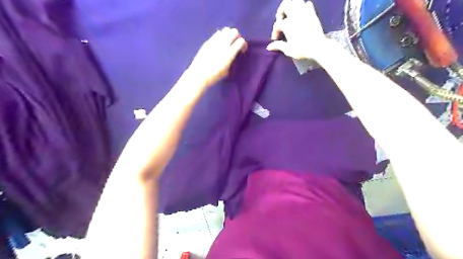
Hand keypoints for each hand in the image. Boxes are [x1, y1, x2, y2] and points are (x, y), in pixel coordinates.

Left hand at [188, 27, 247, 86]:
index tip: (242, 50)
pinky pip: (217, 33)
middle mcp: (223, 45)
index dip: (244, 45)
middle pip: (234, 31)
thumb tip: (233, 55)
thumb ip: (231, 60)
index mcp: (229, 54)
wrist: (199, 74)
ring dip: (229, 34)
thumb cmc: (214, 76)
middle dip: (237, 36)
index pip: (241, 41)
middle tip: (236, 43)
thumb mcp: (227, 71)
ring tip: (227, 41)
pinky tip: (219, 43)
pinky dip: (221, 36)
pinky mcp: (208, 41)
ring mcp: (215, 41)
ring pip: (226, 30)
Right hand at [266, 0, 326, 59]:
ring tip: (290, 13)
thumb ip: (278, 46)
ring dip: (292, 5)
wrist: (318, 48)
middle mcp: (295, 16)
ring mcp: (305, 14)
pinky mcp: (313, 14)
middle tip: (281, 19)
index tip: (275, 39)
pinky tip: (302, 13)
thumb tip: (269, 47)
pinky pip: (308, 4)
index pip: (277, 25)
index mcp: (287, 25)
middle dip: (281, 11)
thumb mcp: (288, 50)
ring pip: (296, 1)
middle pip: (286, 5)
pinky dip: (304, 6)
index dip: (275, 32)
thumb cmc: (301, 50)